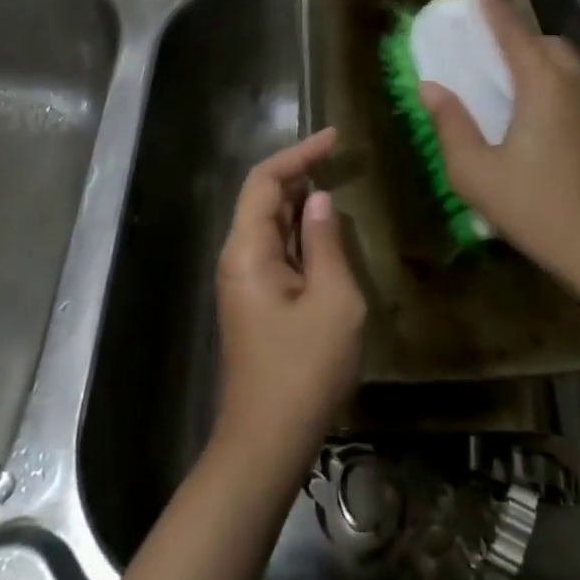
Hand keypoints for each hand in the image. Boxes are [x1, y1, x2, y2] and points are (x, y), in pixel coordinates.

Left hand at [212, 128, 364, 477]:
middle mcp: (238, 258)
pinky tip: (328, 234)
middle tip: (342, 160)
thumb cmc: (304, 370)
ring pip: (270, 225)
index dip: (298, 154)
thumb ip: (326, 244)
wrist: (267, 441)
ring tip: (340, 185)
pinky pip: (276, 251)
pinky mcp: (255, 302)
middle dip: (299, 174)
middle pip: (263, 199)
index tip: (334, 138)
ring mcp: (244, 282)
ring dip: (301, 203)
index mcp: (248, 250)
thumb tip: (321, 201)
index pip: (265, 181)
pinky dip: (301, 233)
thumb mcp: (332, 301)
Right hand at [420, 0, 579, 284]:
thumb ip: (450, 124)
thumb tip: (431, 88)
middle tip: (497, 52)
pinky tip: (554, 128)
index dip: (495, 10)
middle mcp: (579, 86)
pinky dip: (567, 94)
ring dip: (548, 66)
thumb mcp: (475, 171)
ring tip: (524, 89)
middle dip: (524, 38)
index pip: (514, 33)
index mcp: (543, 85)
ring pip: (574, 70)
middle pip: (550, 45)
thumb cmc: (535, 207)